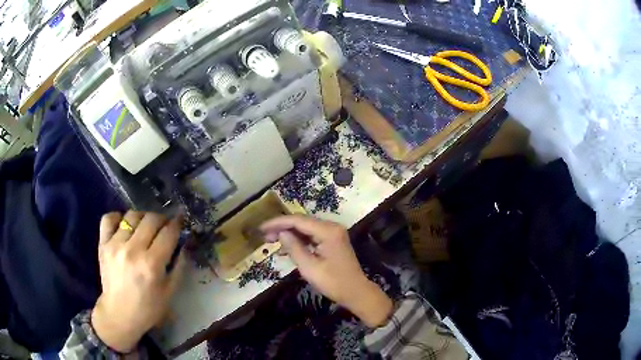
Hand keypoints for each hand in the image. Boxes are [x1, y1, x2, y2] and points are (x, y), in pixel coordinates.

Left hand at [92, 211, 185, 352]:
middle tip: (164, 226)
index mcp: (152, 265)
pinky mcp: (103, 244)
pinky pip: (108, 218)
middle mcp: (133, 250)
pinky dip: (117, 217)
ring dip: (142, 218)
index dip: (177, 224)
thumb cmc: (148, 307)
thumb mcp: (170, 292)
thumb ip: (179, 266)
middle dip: (162, 219)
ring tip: (145, 227)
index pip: (168, 233)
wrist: (119, 314)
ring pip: (131, 215)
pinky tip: (123, 225)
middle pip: (151, 219)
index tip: (180, 221)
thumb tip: (185, 243)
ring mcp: (115, 245)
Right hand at [260, 215, 392, 327]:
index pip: (298, 221)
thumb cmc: (333, 282)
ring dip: (289, 233)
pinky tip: (287, 246)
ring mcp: (333, 233)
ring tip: (271, 240)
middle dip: (282, 227)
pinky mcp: (333, 240)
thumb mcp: (309, 268)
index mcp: (328, 231)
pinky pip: (312, 235)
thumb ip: (294, 248)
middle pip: (302, 221)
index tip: (261, 228)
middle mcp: (331, 227)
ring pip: (306, 228)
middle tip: (264, 236)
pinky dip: (299, 239)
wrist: (356, 292)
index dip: (278, 223)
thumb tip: (281, 233)